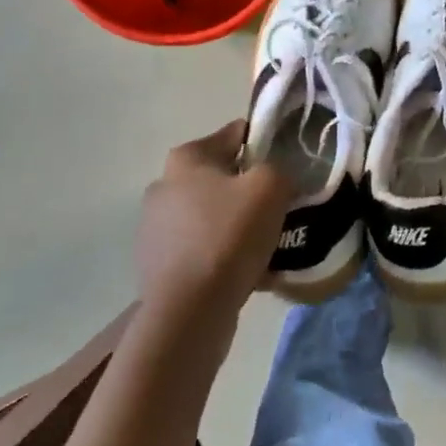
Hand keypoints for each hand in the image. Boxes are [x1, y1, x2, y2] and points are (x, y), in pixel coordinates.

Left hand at [136, 121, 292, 310]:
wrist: (189, 309)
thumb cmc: (229, 236)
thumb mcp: (271, 187)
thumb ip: (280, 169)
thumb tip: (276, 178)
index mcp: (186, 158)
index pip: (234, 135)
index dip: (266, 143)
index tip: (289, 164)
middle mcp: (163, 186)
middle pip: (222, 178)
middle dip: (250, 191)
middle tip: (281, 209)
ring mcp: (156, 228)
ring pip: (213, 217)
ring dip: (239, 227)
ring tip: (268, 248)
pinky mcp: (158, 264)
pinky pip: (204, 250)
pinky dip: (225, 257)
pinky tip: (250, 273)